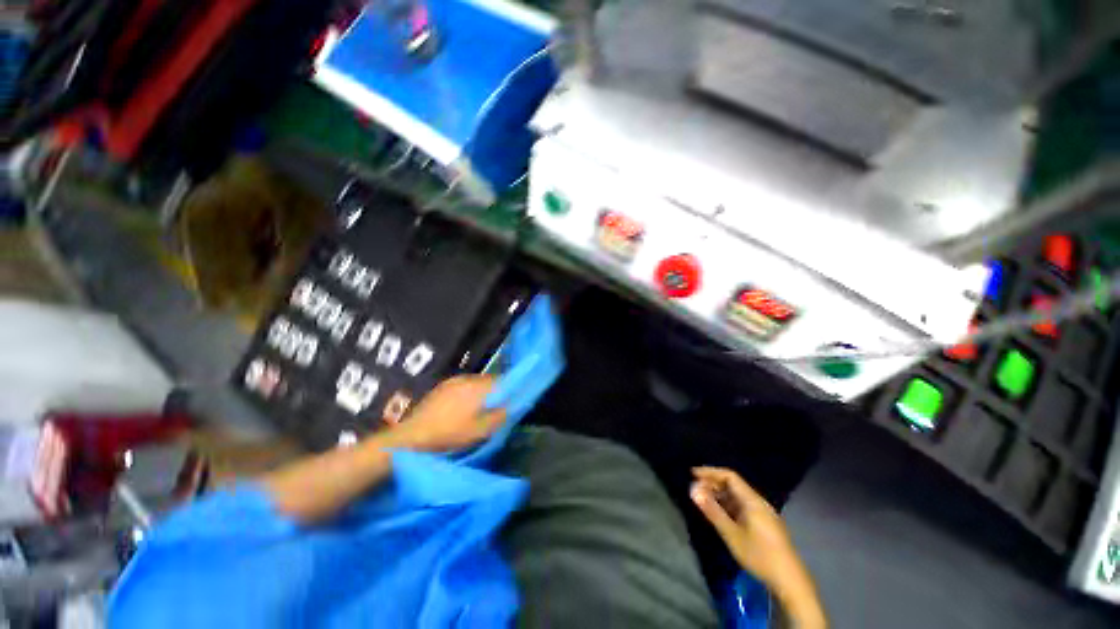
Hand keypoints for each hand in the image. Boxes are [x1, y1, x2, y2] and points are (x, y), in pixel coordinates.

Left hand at [384, 375, 506, 452]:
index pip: (502, 381)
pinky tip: (463, 406)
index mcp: (478, 388)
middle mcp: (467, 379)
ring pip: (476, 382)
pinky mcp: (443, 385)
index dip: (509, 390)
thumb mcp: (480, 431)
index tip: (510, 401)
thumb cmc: (450, 434)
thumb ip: (499, 416)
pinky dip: (469, 392)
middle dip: (495, 391)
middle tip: (495, 407)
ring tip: (479, 407)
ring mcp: (454, 380)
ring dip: (481, 391)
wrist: (413, 436)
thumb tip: (513, 405)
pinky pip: (464, 384)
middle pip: (489, 380)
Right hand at [691, 467, 826, 627]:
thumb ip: (712, 511)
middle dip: (713, 483)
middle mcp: (759, 502)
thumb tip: (693, 490)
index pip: (730, 476)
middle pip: (734, 484)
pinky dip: (728, 505)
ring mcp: (763, 513)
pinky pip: (742, 506)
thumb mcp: (732, 534)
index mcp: (753, 500)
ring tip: (703, 500)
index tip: (692, 473)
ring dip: (720, 495)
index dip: (710, 472)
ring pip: (737, 496)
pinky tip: (720, 513)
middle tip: (695, 488)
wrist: (789, 581)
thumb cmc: (759, 555)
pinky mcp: (764, 524)